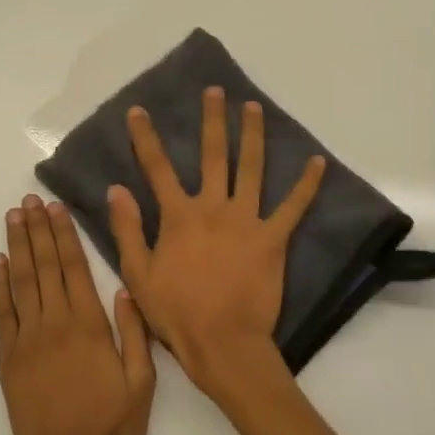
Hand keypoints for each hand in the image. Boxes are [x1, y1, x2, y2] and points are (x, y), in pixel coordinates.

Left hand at [0, 194, 155, 434]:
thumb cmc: (110, 428)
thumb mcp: (141, 384)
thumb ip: (135, 334)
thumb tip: (127, 288)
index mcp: (89, 327)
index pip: (74, 269)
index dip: (65, 236)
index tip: (57, 209)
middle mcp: (55, 324)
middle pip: (45, 267)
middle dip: (38, 230)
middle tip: (30, 199)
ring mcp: (27, 340)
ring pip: (21, 282)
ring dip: (18, 246)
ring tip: (14, 217)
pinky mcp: (8, 358)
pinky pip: (2, 313)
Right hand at [107, 88, 324, 404]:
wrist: (223, 343)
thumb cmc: (176, 312)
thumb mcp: (138, 274)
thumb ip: (128, 229)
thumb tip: (116, 189)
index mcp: (178, 216)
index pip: (156, 168)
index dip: (145, 137)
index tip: (138, 110)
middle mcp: (213, 207)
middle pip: (212, 155)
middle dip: (212, 120)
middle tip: (215, 91)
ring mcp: (247, 220)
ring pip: (251, 169)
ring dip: (252, 135)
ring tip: (254, 107)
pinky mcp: (274, 239)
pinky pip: (294, 207)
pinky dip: (307, 184)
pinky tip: (318, 162)